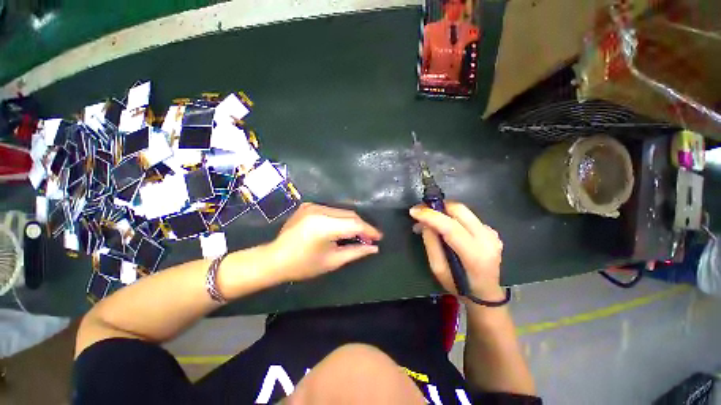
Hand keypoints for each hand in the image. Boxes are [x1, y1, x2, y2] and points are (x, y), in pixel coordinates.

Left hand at [269, 203, 382, 282]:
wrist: (274, 259)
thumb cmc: (303, 265)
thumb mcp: (332, 261)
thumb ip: (355, 252)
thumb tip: (374, 248)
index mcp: (323, 225)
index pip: (354, 224)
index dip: (369, 230)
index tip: (379, 237)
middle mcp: (318, 210)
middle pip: (349, 214)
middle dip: (362, 226)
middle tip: (370, 238)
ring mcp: (312, 206)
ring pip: (342, 211)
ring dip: (353, 222)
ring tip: (360, 234)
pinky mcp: (309, 205)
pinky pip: (332, 210)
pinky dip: (341, 219)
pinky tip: (344, 228)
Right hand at [409, 202, 503, 300]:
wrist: (486, 293)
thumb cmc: (459, 286)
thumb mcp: (438, 269)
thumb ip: (431, 244)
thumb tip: (425, 223)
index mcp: (475, 254)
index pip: (451, 227)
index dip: (430, 216)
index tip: (413, 211)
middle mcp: (487, 239)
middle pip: (460, 210)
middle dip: (437, 207)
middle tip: (421, 211)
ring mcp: (492, 233)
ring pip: (463, 211)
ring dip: (443, 211)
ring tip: (429, 219)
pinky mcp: (491, 230)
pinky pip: (468, 217)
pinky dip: (452, 216)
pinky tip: (444, 226)